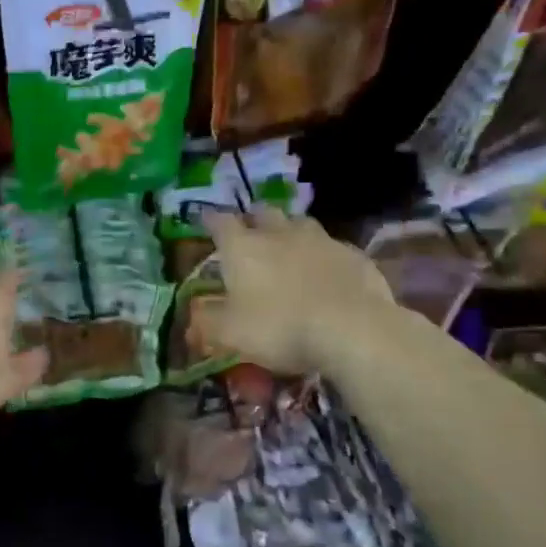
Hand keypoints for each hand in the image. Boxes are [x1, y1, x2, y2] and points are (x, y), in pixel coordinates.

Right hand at [194, 207, 392, 373]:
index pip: (220, 222)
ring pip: (300, 223)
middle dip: (254, 219)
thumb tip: (192, 319)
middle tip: (250, 232)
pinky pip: (332, 246)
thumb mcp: (230, 334)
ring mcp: (320, 240)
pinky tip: (326, 271)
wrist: (352, 330)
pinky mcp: (353, 254)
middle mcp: (278, 233)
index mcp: (242, 247)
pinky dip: (323, 254)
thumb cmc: (280, 328)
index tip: (206, 221)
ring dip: (290, 230)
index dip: (211, 220)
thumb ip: (207, 323)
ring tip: (288, 246)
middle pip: (263, 213)